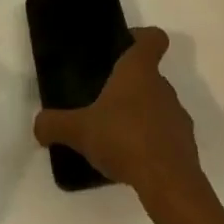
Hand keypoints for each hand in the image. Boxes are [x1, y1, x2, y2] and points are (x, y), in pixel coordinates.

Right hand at [32, 27, 209, 217]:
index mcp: (140, 70)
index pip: (153, 38)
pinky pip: (168, 138)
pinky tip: (134, 162)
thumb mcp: (80, 130)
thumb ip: (56, 124)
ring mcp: (179, 118)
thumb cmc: (124, 139)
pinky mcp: (186, 149)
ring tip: (119, 136)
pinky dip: (154, 145)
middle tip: (107, 100)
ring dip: (143, 116)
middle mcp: (163, 87)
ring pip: (160, 107)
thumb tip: (37, 124)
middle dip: (132, 86)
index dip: (142, 37)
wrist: (170, 185)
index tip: (126, 44)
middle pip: (152, 75)